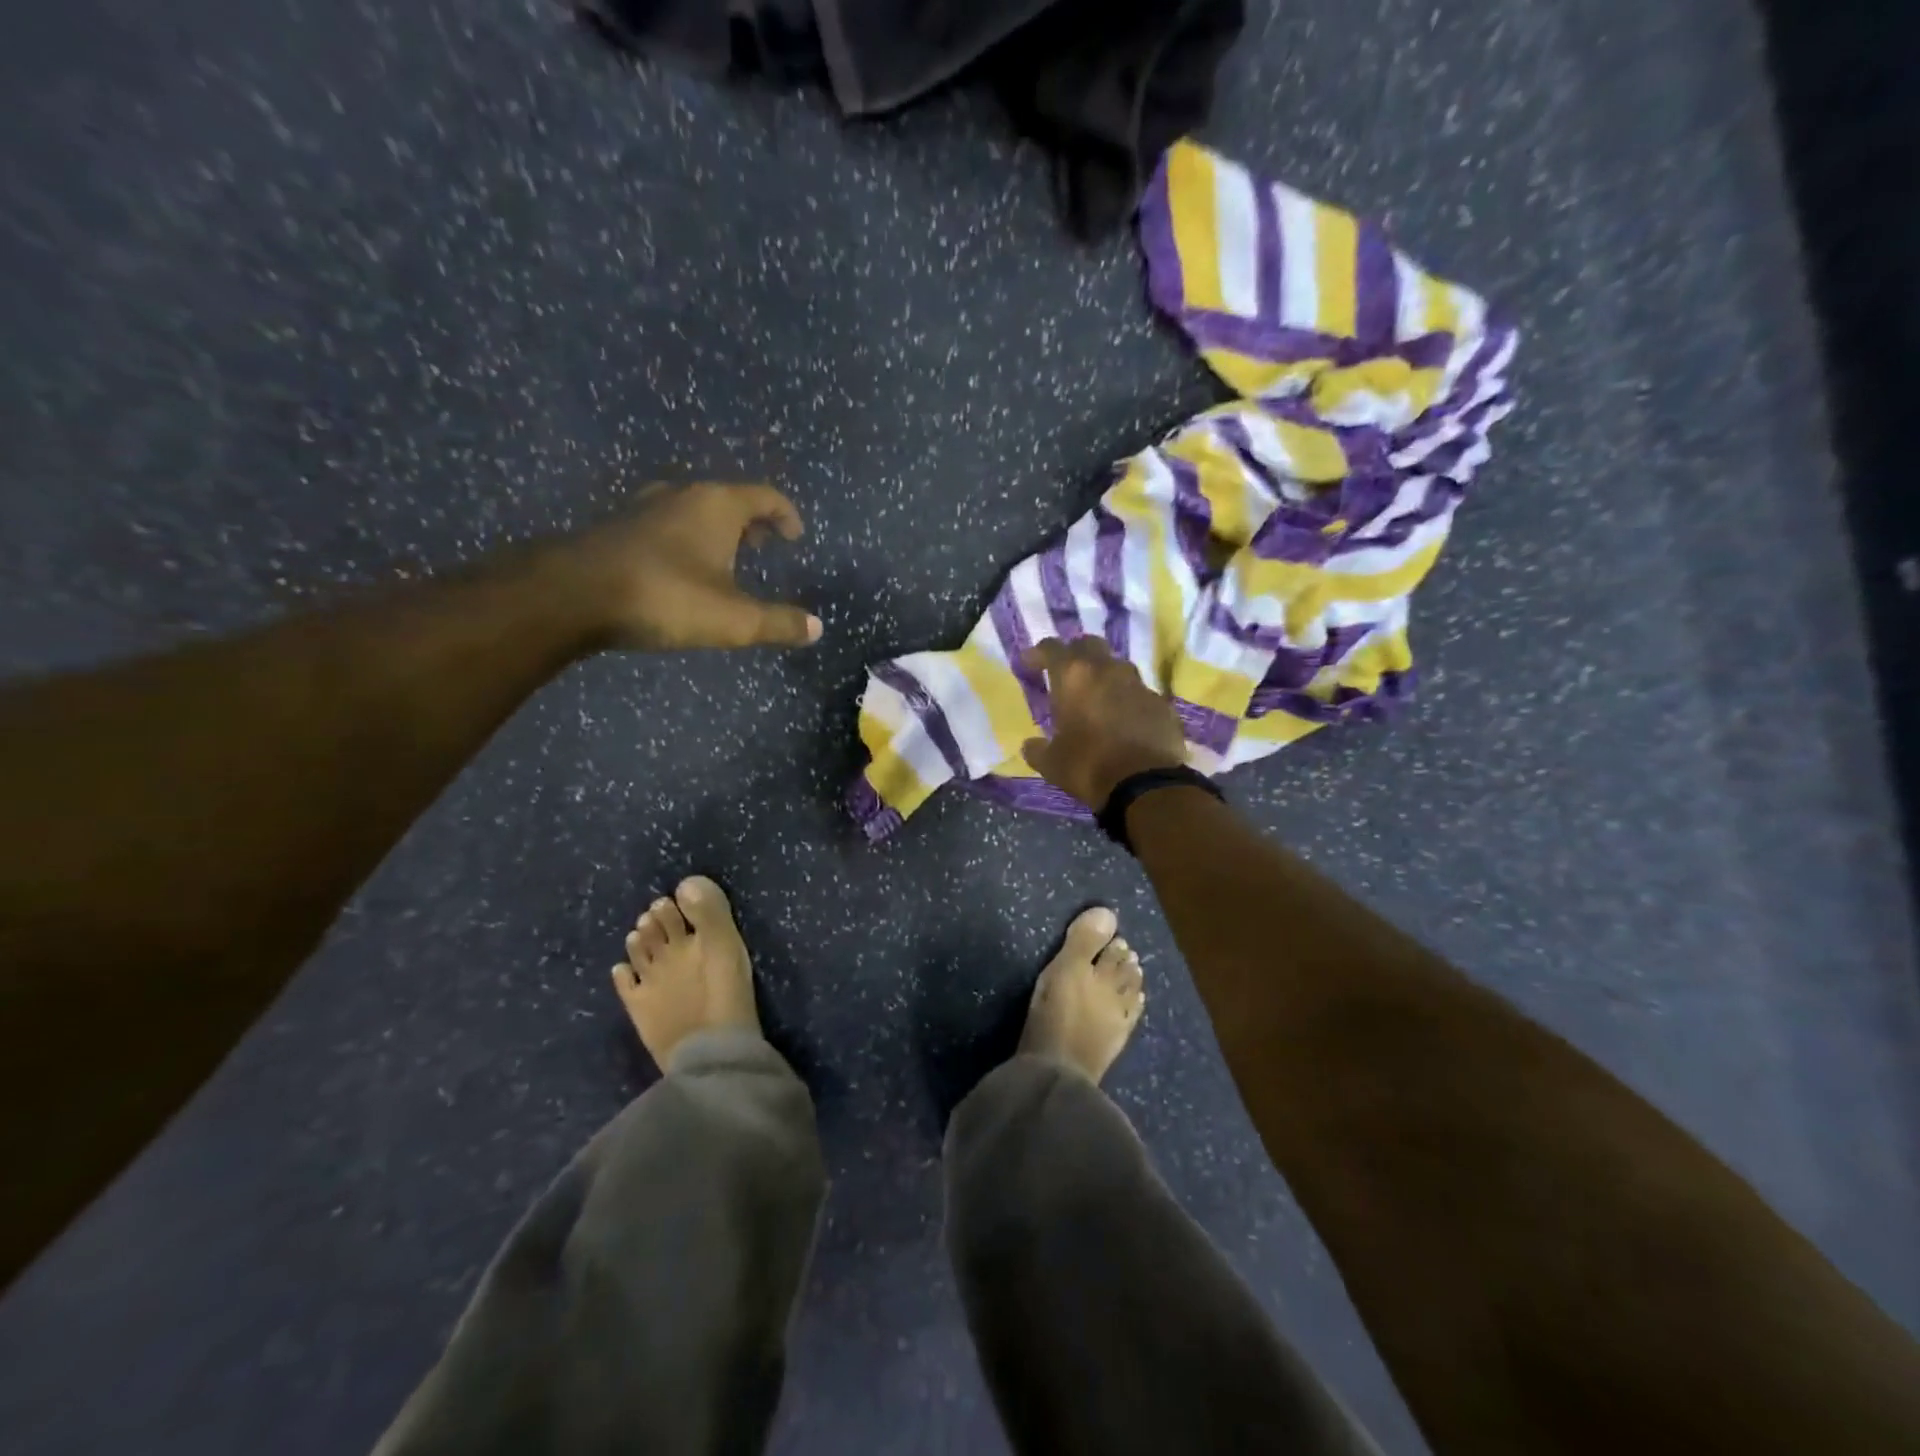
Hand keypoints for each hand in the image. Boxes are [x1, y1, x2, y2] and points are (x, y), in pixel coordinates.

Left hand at [552, 483, 821, 650]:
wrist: (572, 594)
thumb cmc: (666, 597)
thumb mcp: (734, 619)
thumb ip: (778, 622)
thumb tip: (816, 627)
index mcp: (717, 505)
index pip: (764, 496)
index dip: (785, 515)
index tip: (794, 537)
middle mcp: (681, 496)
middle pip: (726, 499)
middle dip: (749, 523)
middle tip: (760, 548)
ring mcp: (643, 509)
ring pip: (690, 511)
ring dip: (712, 532)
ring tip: (721, 560)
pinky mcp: (615, 529)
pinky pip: (662, 527)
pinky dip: (682, 541)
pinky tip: (677, 572)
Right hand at [1020, 637, 1187, 809]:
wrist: (1145, 785)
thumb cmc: (1088, 767)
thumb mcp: (1051, 763)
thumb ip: (1037, 749)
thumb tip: (1031, 745)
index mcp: (1074, 676)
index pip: (1051, 648)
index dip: (1037, 654)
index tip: (1029, 665)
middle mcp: (1107, 670)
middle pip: (1089, 645)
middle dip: (1074, 654)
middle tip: (1066, 673)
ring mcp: (1139, 684)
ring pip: (1117, 666)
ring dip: (1104, 676)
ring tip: (1096, 697)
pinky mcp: (1162, 703)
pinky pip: (1139, 693)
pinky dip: (1128, 700)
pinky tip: (1124, 721)